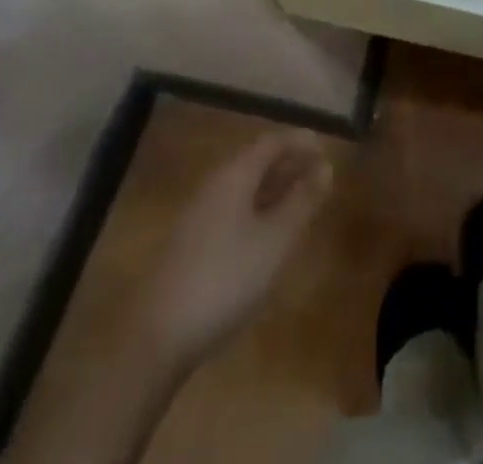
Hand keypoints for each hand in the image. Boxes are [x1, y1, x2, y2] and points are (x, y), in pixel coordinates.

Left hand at [141, 130, 332, 367]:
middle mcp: (213, 186)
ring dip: (273, 190)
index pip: (271, 142)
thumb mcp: (276, 240)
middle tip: (318, 179)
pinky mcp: (189, 246)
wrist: (156, 339)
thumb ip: (302, 201)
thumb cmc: (225, 279)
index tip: (326, 152)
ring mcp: (197, 217)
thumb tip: (325, 167)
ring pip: (243, 189)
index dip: (300, 142)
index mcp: (234, 176)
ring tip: (299, 206)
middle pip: (255, 162)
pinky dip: (257, 211)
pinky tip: (267, 238)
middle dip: (288, 165)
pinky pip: (231, 211)